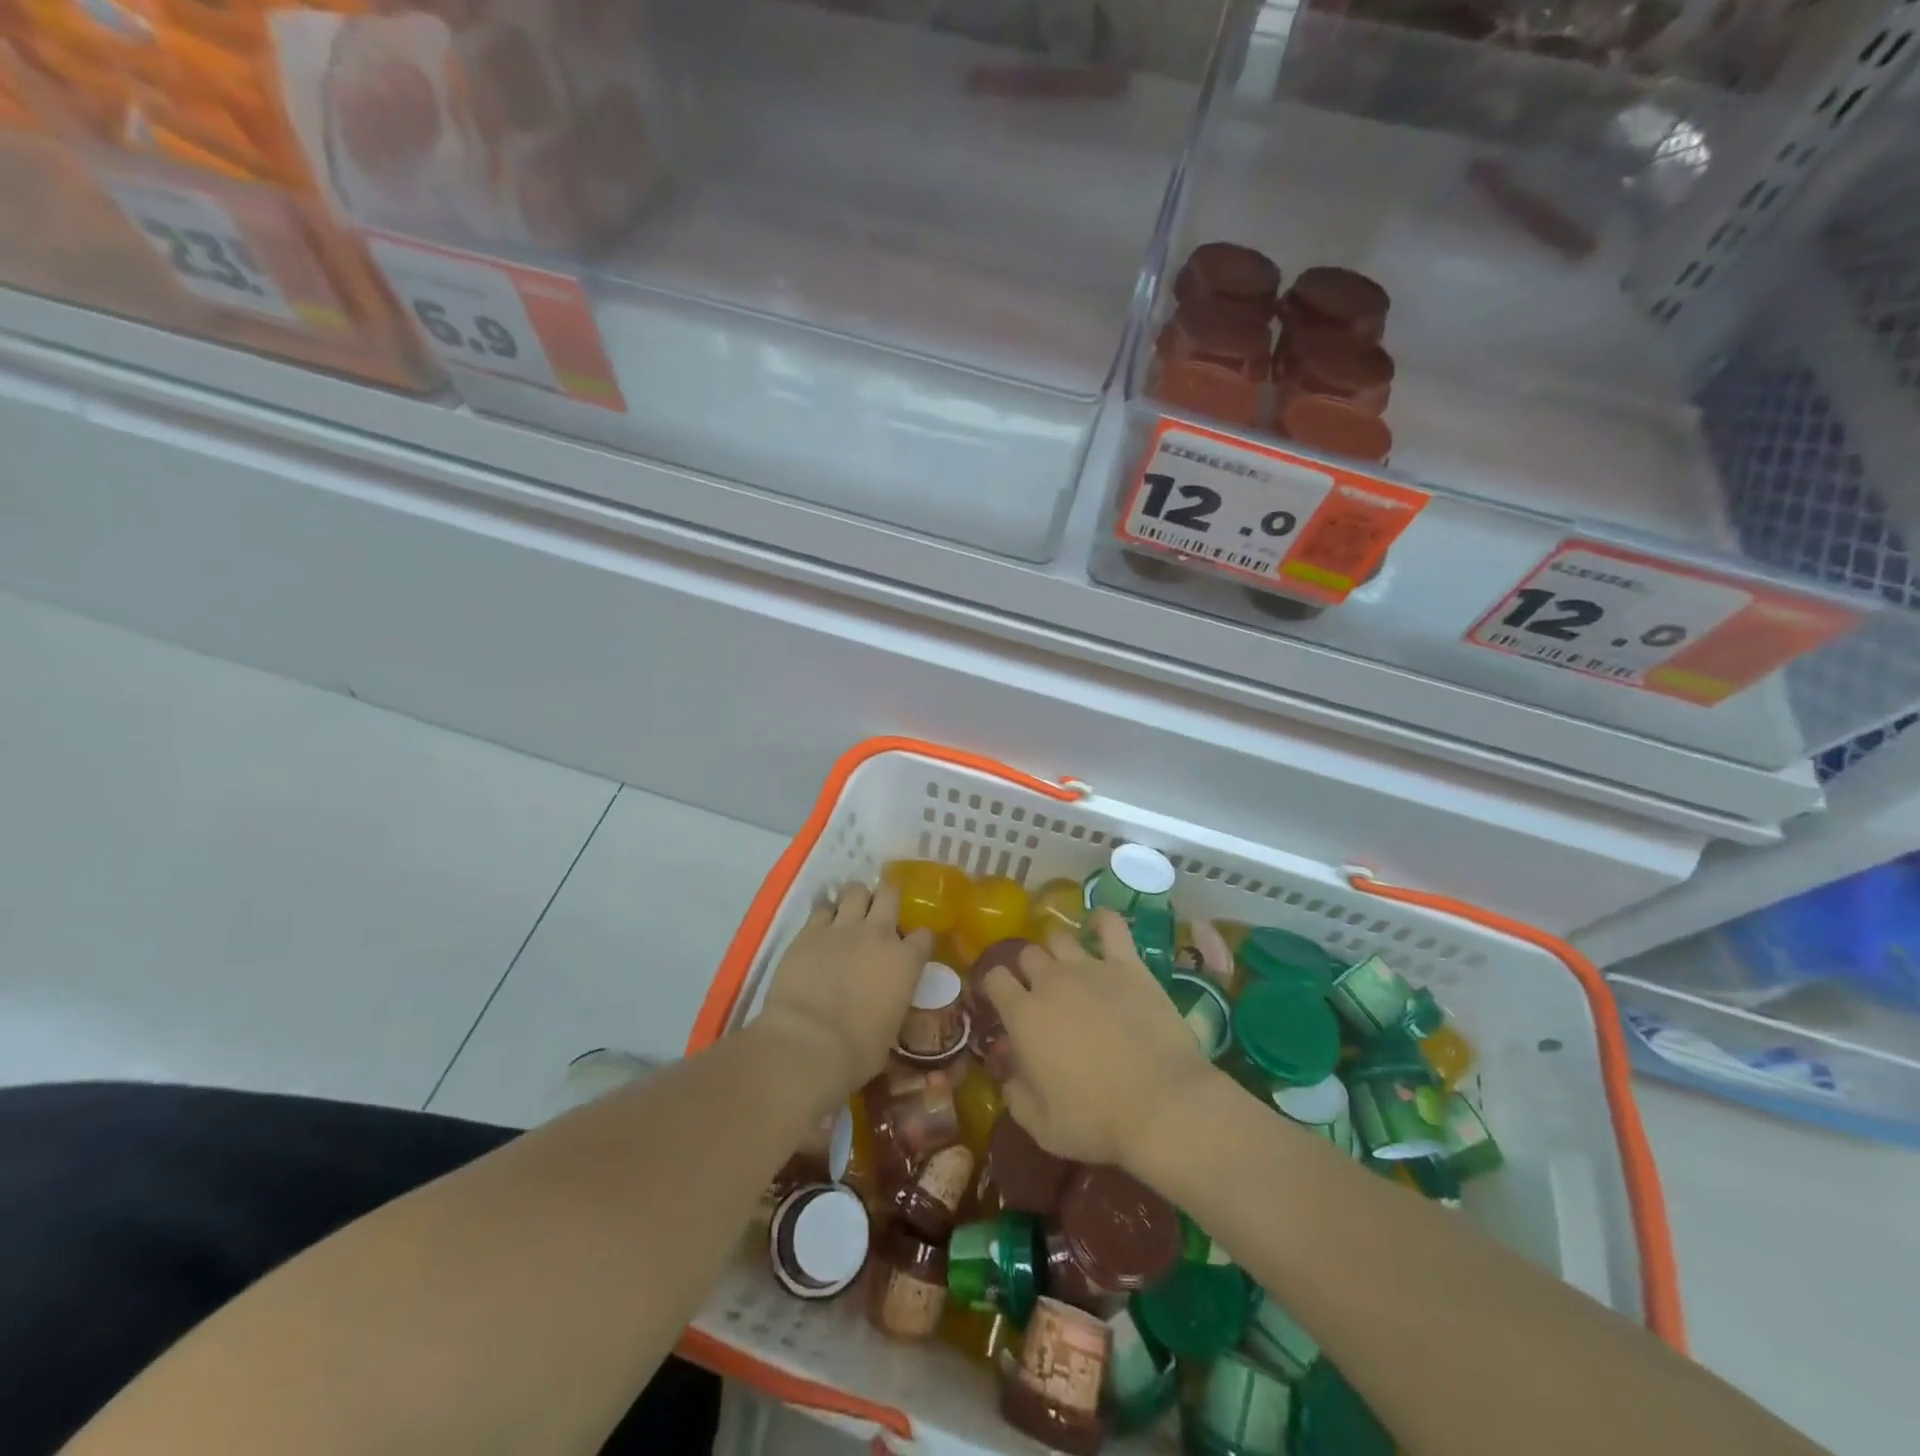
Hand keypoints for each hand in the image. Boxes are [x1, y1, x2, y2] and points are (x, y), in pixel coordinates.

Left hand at [756, 881, 934, 1100]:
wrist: (809, 1043)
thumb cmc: (858, 1051)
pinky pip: (822, 907)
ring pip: (855, 890)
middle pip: (891, 894)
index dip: (919, 939)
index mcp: (906, 961)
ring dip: (856, 897)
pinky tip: (822, 924)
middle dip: (888, 898)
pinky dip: (824, 912)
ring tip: (851, 910)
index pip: (924, 935)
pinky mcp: (810, 931)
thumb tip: (884, 1005)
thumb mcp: (890, 1028)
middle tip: (881, 911)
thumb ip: (892, 1003)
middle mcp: (879, 934)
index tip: (913, 947)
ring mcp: (843, 928)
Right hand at [982, 907, 1214, 1168]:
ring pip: (1060, 937)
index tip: (1001, 1000)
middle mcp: (1051, 981)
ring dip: (1057, 949)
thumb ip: (1015, 1094)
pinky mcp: (1128, 965)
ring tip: (1067, 966)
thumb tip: (1008, 1072)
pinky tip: (1099, 926)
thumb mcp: (1042, 1126)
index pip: (995, 979)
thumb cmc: (1097, 1121)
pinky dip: (1101, 921)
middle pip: (1027, 954)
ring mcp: (1090, 968)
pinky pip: (1110, 926)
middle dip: (1028, 969)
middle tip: (1040, 992)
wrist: (1162, 1105)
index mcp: (1023, 1016)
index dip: (994, 986)